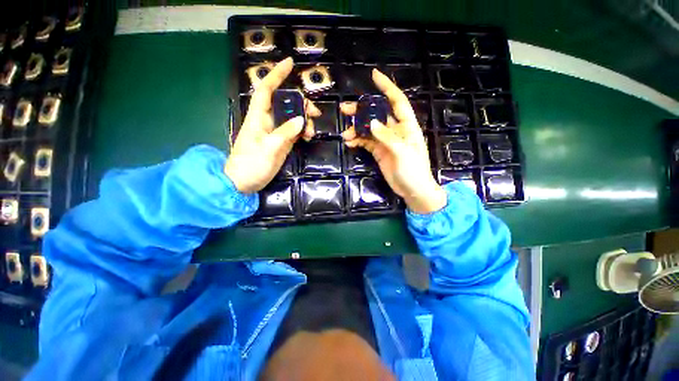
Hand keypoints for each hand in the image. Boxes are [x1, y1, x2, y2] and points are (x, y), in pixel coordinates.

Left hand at [225, 57, 319, 193]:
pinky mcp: (281, 142)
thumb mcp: (269, 148)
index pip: (266, 90)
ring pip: (292, 117)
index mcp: (258, 117)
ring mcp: (275, 132)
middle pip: (285, 103)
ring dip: (304, 120)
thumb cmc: (251, 164)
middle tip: (315, 113)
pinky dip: (303, 131)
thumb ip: (285, 133)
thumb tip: (300, 119)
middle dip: (300, 103)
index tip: (290, 63)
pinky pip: (294, 130)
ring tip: (312, 132)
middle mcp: (267, 121)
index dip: (276, 75)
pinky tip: (308, 137)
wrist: (243, 182)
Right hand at [341, 69, 446, 213]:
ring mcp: (385, 141)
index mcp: (407, 126)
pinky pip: (366, 142)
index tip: (374, 76)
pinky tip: (349, 143)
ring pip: (369, 129)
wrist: (413, 191)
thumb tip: (371, 123)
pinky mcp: (379, 152)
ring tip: (345, 134)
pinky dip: (357, 141)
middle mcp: (395, 131)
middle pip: (377, 115)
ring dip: (356, 129)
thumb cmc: (414, 171)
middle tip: (344, 109)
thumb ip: (387, 137)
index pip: (397, 101)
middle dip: (362, 111)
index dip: (387, 87)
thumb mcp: (403, 152)